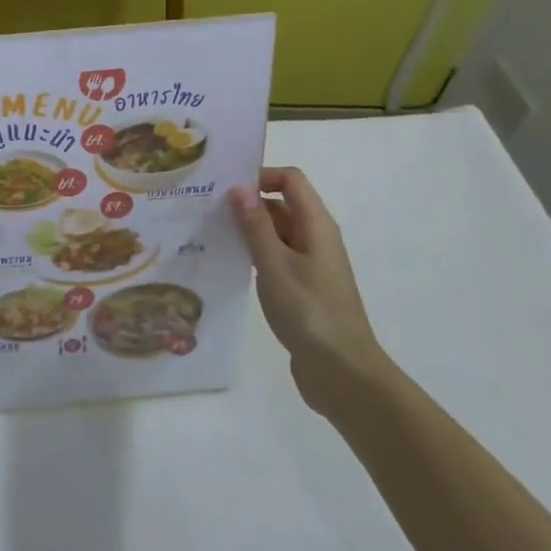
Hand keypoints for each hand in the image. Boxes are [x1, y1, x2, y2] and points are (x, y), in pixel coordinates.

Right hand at [229, 167, 392, 417]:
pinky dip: (253, 254)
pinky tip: (227, 263)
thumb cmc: (310, 312)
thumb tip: (239, 187)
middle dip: (247, 202)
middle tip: (206, 207)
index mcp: (316, 225)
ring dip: (247, 229)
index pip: (290, 180)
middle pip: (281, 203)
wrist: (343, 374)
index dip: (261, 175)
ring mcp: (309, 264)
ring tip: (209, 232)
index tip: (227, 186)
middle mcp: (315, 238)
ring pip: (275, 231)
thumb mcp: (275, 265)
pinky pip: (274, 256)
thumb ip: (255, 225)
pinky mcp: (301, 287)